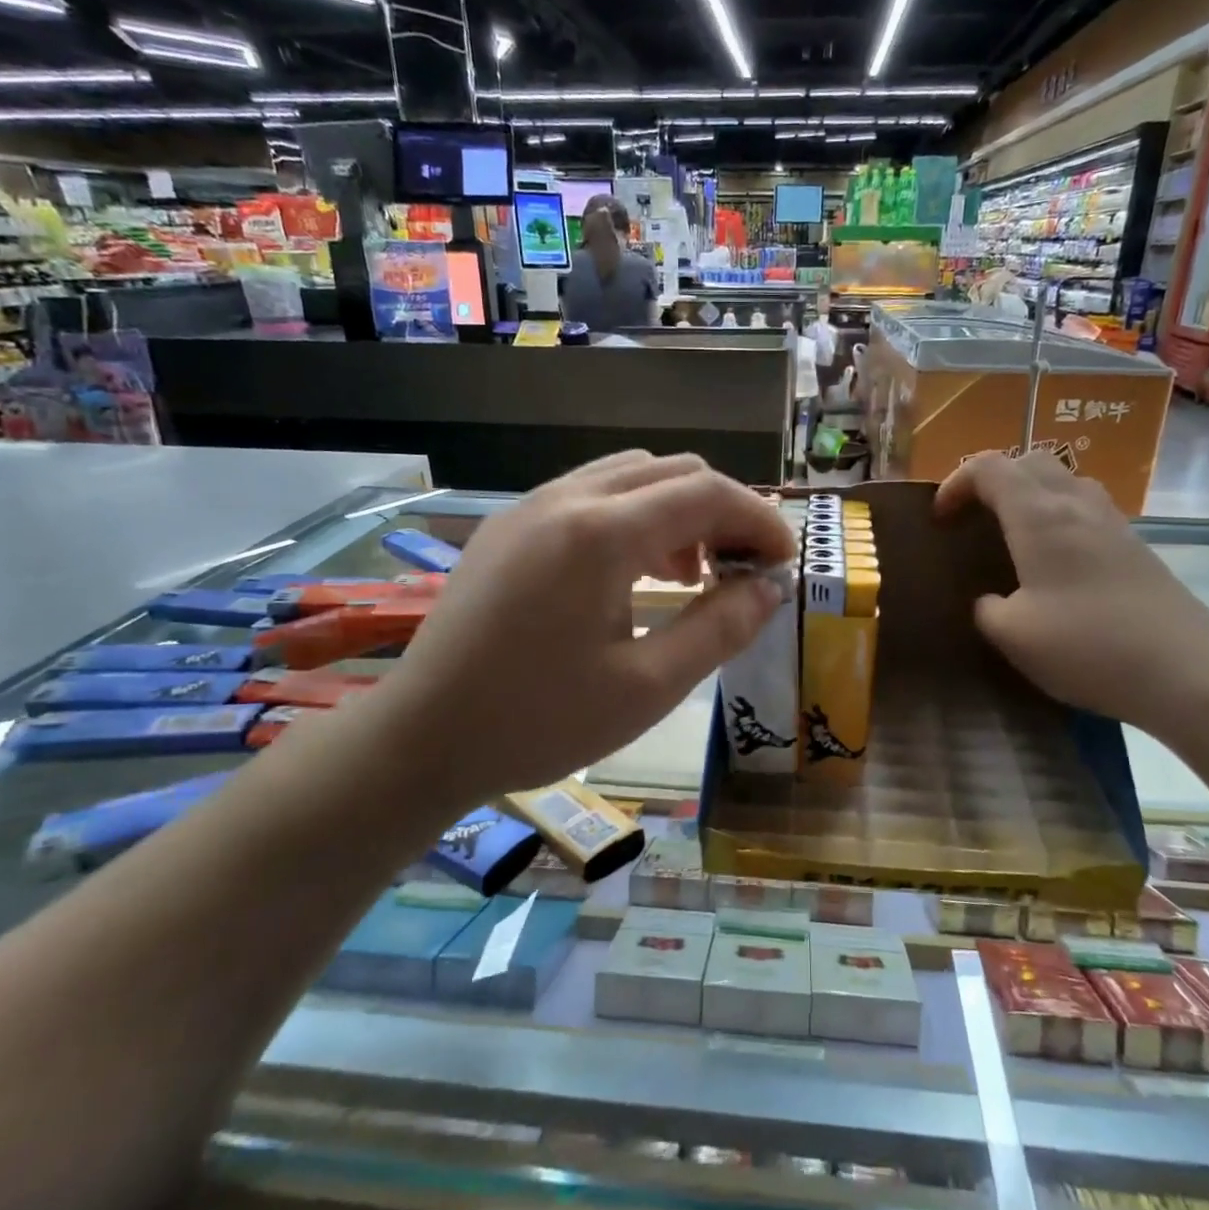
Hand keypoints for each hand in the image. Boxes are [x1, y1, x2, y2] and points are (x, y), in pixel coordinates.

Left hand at [375, 452, 793, 805]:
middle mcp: (566, 498)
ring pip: (628, 476)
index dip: (759, 520)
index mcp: (601, 533)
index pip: (706, 493)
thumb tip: (769, 587)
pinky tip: (633, 573)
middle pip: (671, 470)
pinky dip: (632, 517)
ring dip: (676, 510)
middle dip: (722, 510)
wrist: (423, 738)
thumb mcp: (648, 687)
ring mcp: (529, 506)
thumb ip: (719, 628)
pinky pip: (588, 495)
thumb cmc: (540, 722)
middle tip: (741, 571)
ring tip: (689, 575)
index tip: (784, 563)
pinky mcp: (508, 526)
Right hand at [935, 452, 1208, 730]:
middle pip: (1029, 461)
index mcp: (1038, 516)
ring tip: (1010, 535)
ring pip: (1063, 481)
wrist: (1187, 670)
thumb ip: (986, 609)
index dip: (956, 483)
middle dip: (992, 480)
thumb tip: (991, 600)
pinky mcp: (1134, 546)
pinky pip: (1085, 508)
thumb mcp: (1012, 635)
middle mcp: (1075, 504)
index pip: (989, 467)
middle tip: (973, 519)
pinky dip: (1057, 516)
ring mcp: (1111, 522)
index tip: (940, 519)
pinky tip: (1053, 562)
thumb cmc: (1088, 645)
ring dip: (1029, 494)